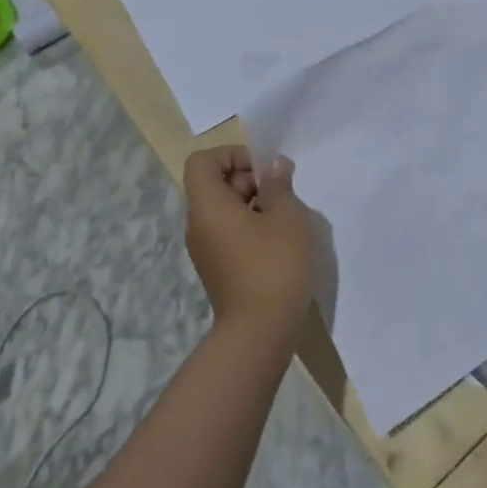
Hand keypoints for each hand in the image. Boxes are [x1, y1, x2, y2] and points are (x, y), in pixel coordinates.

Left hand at [182, 146, 313, 340]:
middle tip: (282, 193)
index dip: (232, 155)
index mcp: (208, 206)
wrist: (259, 332)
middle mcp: (199, 225)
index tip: (263, 169)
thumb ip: (279, 185)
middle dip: (250, 179)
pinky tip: (280, 241)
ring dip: (255, 204)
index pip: (203, 162)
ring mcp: (206, 249)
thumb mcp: (287, 216)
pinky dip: (252, 226)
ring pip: (225, 209)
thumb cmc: (274, 265)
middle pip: (215, 184)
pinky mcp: (218, 267)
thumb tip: (274, 168)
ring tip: (286, 217)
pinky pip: (229, 231)